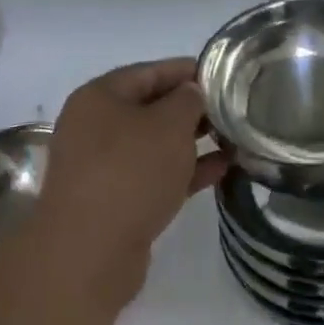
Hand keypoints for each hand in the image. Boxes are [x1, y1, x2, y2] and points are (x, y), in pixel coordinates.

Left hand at [28, 59, 223, 303]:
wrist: (89, 253)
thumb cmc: (130, 172)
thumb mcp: (169, 125)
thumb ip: (188, 100)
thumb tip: (191, 94)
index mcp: (99, 97)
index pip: (150, 71)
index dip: (188, 70)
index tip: (224, 75)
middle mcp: (95, 127)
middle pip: (151, 107)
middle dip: (192, 109)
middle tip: (233, 110)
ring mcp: (102, 167)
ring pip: (154, 144)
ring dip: (192, 142)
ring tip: (234, 139)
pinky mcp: (114, 201)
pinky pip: (155, 175)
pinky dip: (185, 171)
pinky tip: (221, 170)